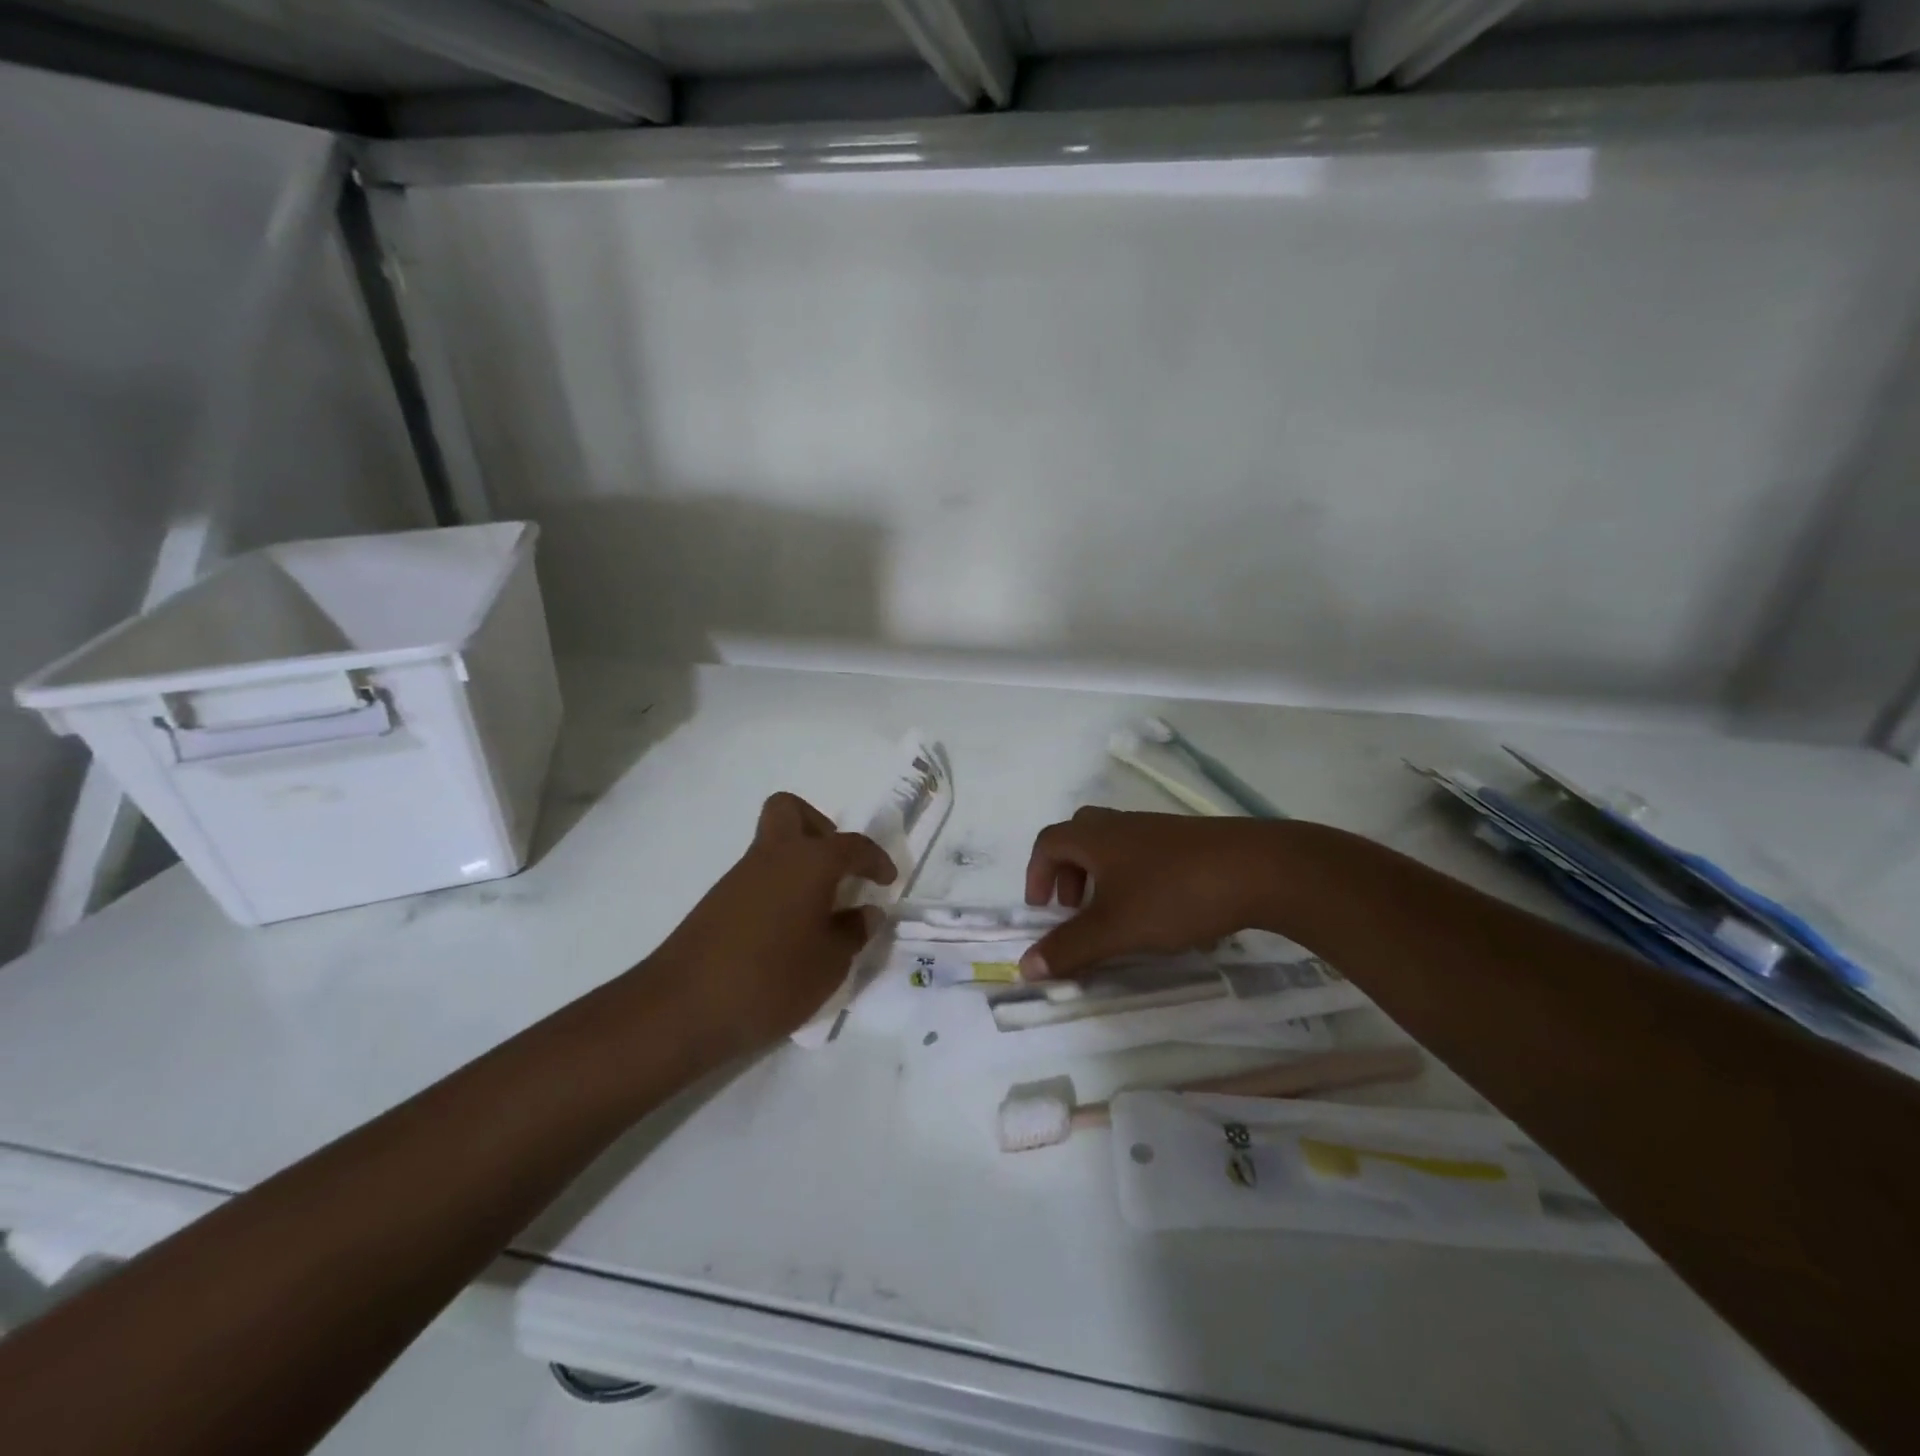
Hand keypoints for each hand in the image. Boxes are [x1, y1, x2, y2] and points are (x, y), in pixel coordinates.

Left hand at [651, 792, 895, 1053]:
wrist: (682, 1009)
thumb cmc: (771, 980)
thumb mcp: (829, 964)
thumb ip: (853, 933)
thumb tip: (865, 912)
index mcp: (809, 862)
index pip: (852, 845)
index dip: (875, 859)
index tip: (886, 881)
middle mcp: (773, 856)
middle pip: (791, 811)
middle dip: (819, 828)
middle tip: (837, 869)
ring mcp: (739, 877)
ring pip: (772, 845)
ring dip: (798, 865)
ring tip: (818, 913)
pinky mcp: (717, 902)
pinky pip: (757, 877)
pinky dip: (778, 890)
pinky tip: (787, 933)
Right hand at [1020, 808, 1286, 978]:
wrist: (1258, 869)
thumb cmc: (1173, 894)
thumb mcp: (1115, 929)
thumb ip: (1069, 948)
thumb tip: (1025, 967)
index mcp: (1095, 837)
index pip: (1048, 843)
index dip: (1036, 874)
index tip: (1043, 910)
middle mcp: (1122, 825)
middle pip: (1080, 837)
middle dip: (1069, 874)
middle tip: (1077, 909)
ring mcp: (1158, 830)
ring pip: (1115, 846)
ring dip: (1104, 878)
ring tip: (1118, 917)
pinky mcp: (1189, 842)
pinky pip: (1147, 855)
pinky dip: (1137, 880)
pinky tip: (1162, 915)